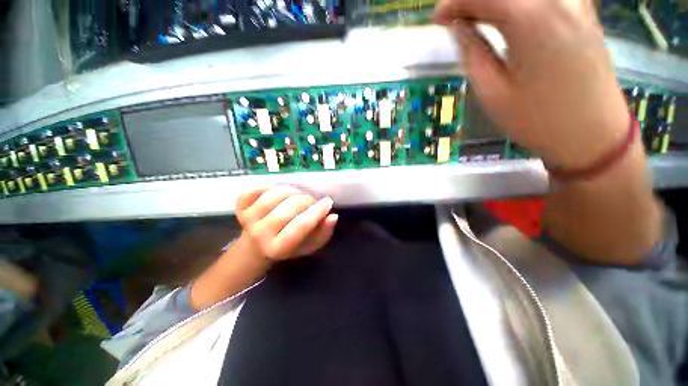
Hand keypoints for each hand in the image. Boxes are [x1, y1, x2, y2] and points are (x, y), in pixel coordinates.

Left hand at [236, 185, 337, 260]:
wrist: (257, 246)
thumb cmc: (288, 246)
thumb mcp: (309, 245)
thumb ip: (323, 233)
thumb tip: (332, 216)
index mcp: (278, 248)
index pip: (300, 227)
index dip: (317, 212)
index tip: (328, 202)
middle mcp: (260, 235)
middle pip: (286, 210)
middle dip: (306, 200)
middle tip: (312, 201)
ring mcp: (247, 220)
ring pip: (272, 197)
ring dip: (291, 191)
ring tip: (298, 194)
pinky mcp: (240, 207)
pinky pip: (254, 189)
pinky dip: (269, 185)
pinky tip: (279, 189)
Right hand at [435, 0, 630, 169]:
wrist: (591, 134)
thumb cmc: (536, 120)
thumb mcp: (492, 93)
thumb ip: (473, 53)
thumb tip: (459, 27)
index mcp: (530, 19)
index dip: (454, 3)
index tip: (437, 19)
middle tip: (457, 17)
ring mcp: (576, 2)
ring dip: (498, 0)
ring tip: (481, 16)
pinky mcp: (585, 12)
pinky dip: (524, 2)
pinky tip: (516, 14)